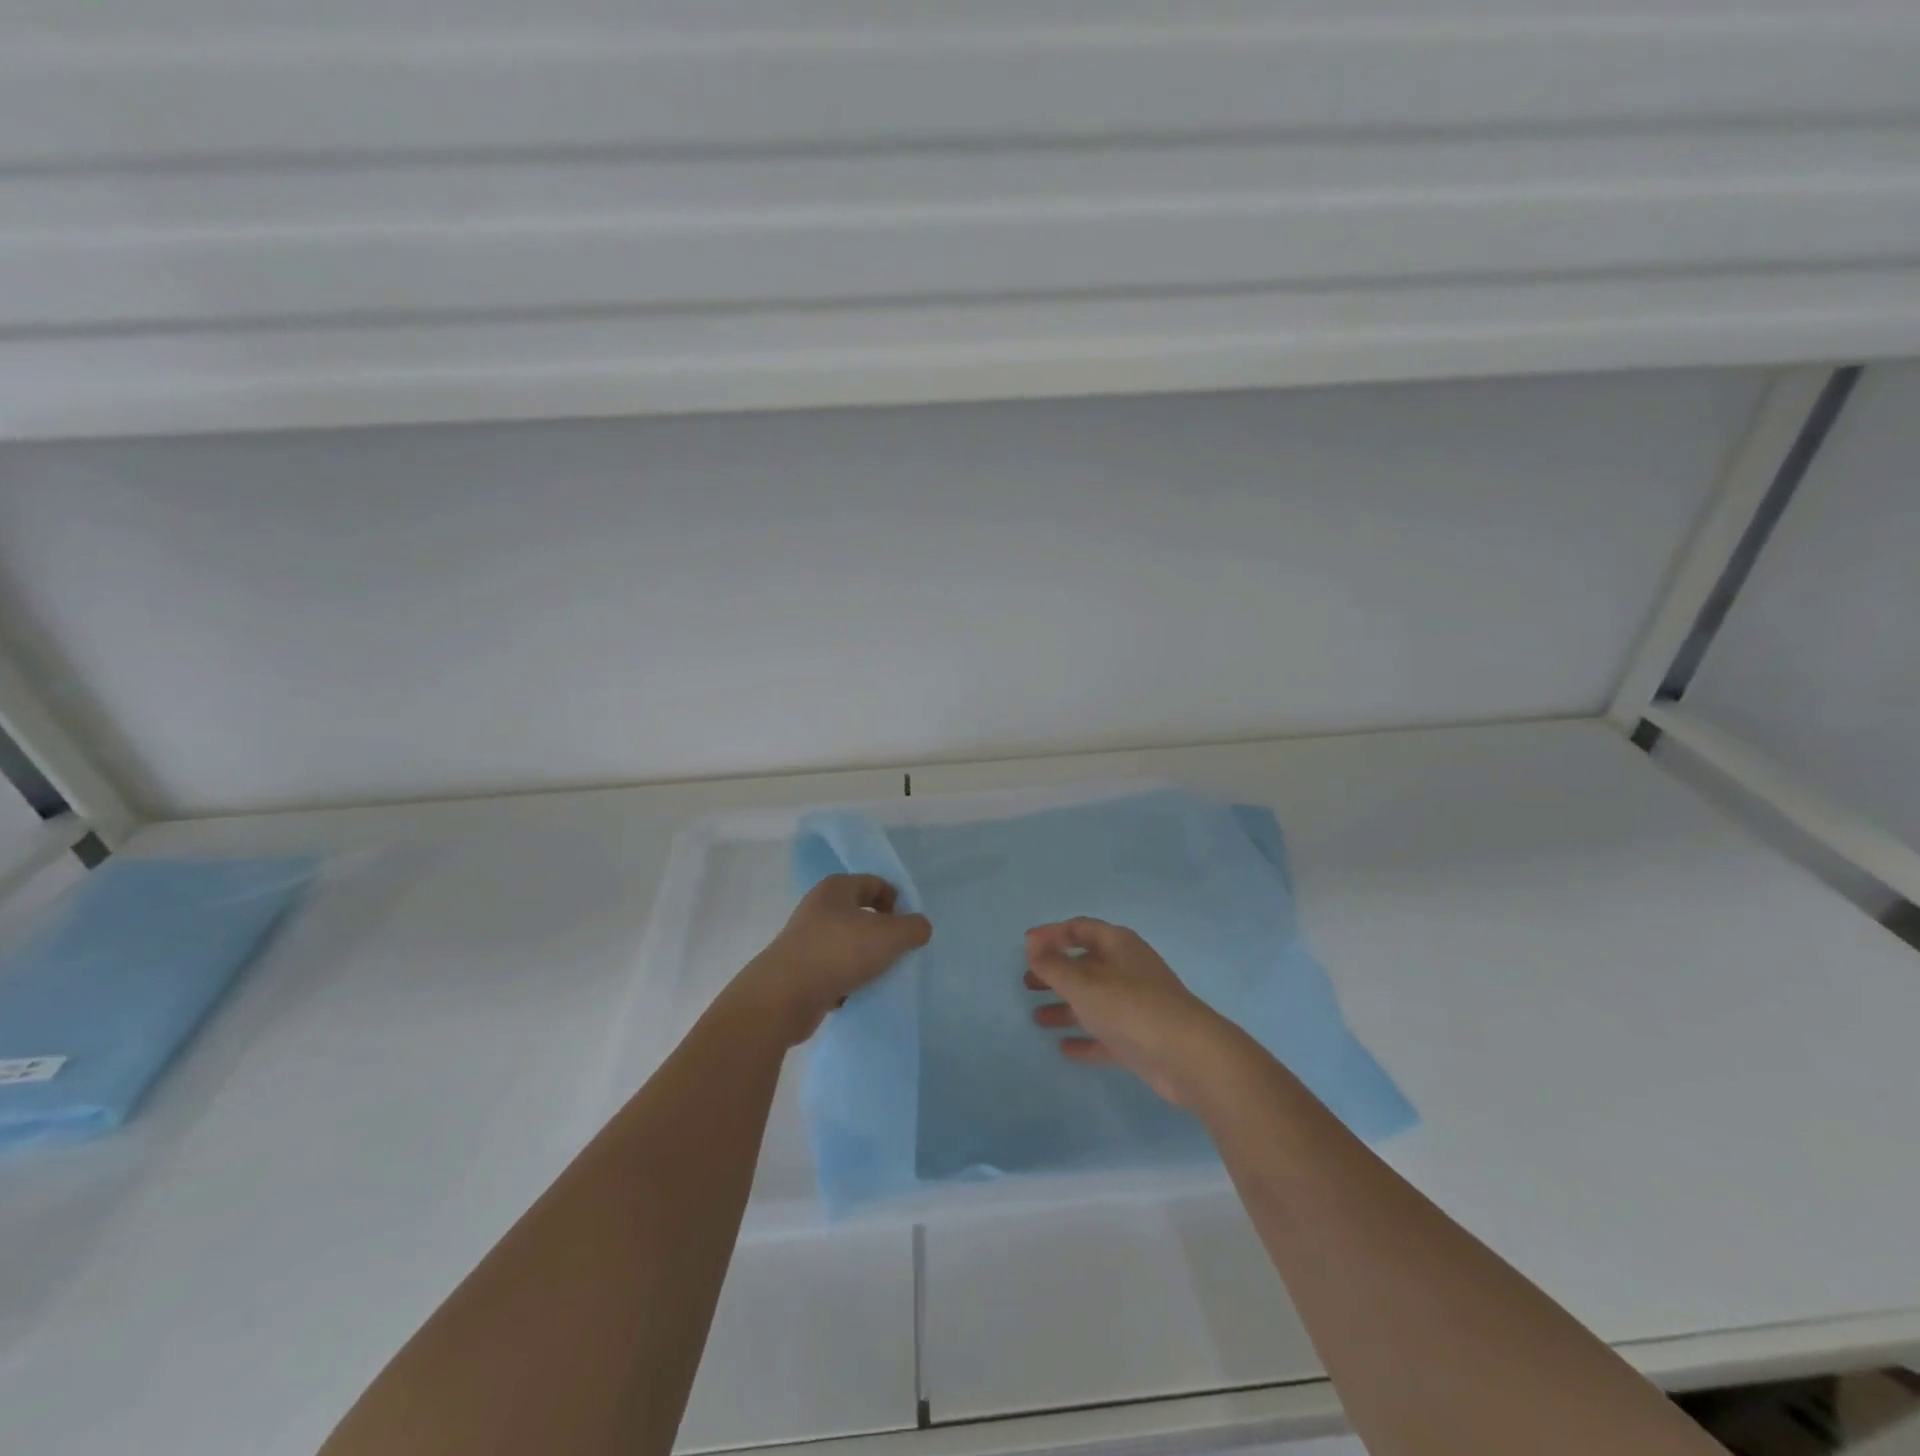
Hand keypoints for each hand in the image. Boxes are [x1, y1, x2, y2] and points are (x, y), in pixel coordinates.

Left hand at [730, 874, 932, 1045]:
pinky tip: (856, 994)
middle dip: (882, 932)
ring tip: (878, 976)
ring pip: (847, 943)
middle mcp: (818, 907)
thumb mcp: (890, 936)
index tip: (907, 928)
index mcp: (836, 887)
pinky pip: (833, 969)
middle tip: (897, 952)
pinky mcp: (799, 969)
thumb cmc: (839, 952)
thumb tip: (919, 927)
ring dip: (865, 958)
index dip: (896, 901)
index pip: (875, 883)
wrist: (784, 996)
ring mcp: (806, 938)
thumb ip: (913, 927)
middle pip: (861, 913)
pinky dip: (847, 980)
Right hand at [1025, 918, 1230, 1105]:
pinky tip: (1063, 1048)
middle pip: (1085, 965)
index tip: (1026, 946)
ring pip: (1094, 1000)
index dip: (1052, 935)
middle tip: (1026, 983)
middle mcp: (1127, 970)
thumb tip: (1032, 941)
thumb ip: (1053, 965)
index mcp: (1118, 946)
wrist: (1189, 1057)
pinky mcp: (1140, 1038)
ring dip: (1066, 1007)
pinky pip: (1105, 1033)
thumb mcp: (1083, 983)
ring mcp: (1135, 1005)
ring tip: (1037, 1018)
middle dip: (1056, 973)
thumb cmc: (1130, 1007)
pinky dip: (1084, 1038)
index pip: (1080, 929)